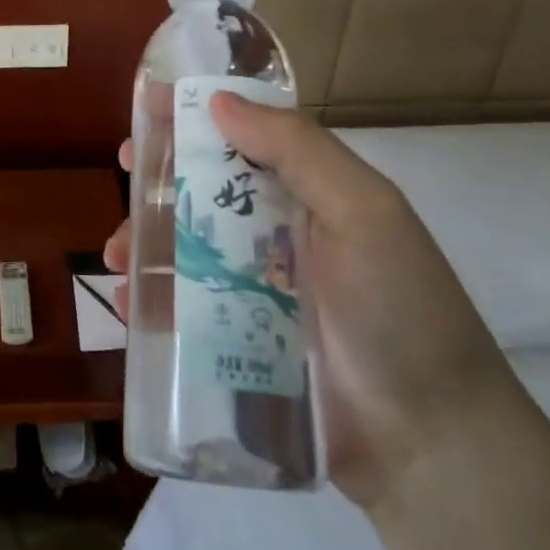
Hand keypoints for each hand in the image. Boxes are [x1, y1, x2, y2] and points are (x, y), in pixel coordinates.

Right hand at [105, 94, 523, 511]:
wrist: (432, 447)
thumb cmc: (401, 311)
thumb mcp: (364, 213)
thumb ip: (299, 150)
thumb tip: (219, 101)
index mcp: (308, 194)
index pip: (244, 138)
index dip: (196, 118)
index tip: (148, 108)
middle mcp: (278, 234)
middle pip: (203, 191)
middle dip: (158, 177)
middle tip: (124, 172)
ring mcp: (255, 290)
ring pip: (185, 249)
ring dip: (143, 240)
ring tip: (118, 256)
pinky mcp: (237, 343)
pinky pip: (182, 311)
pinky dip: (150, 302)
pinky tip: (130, 305)